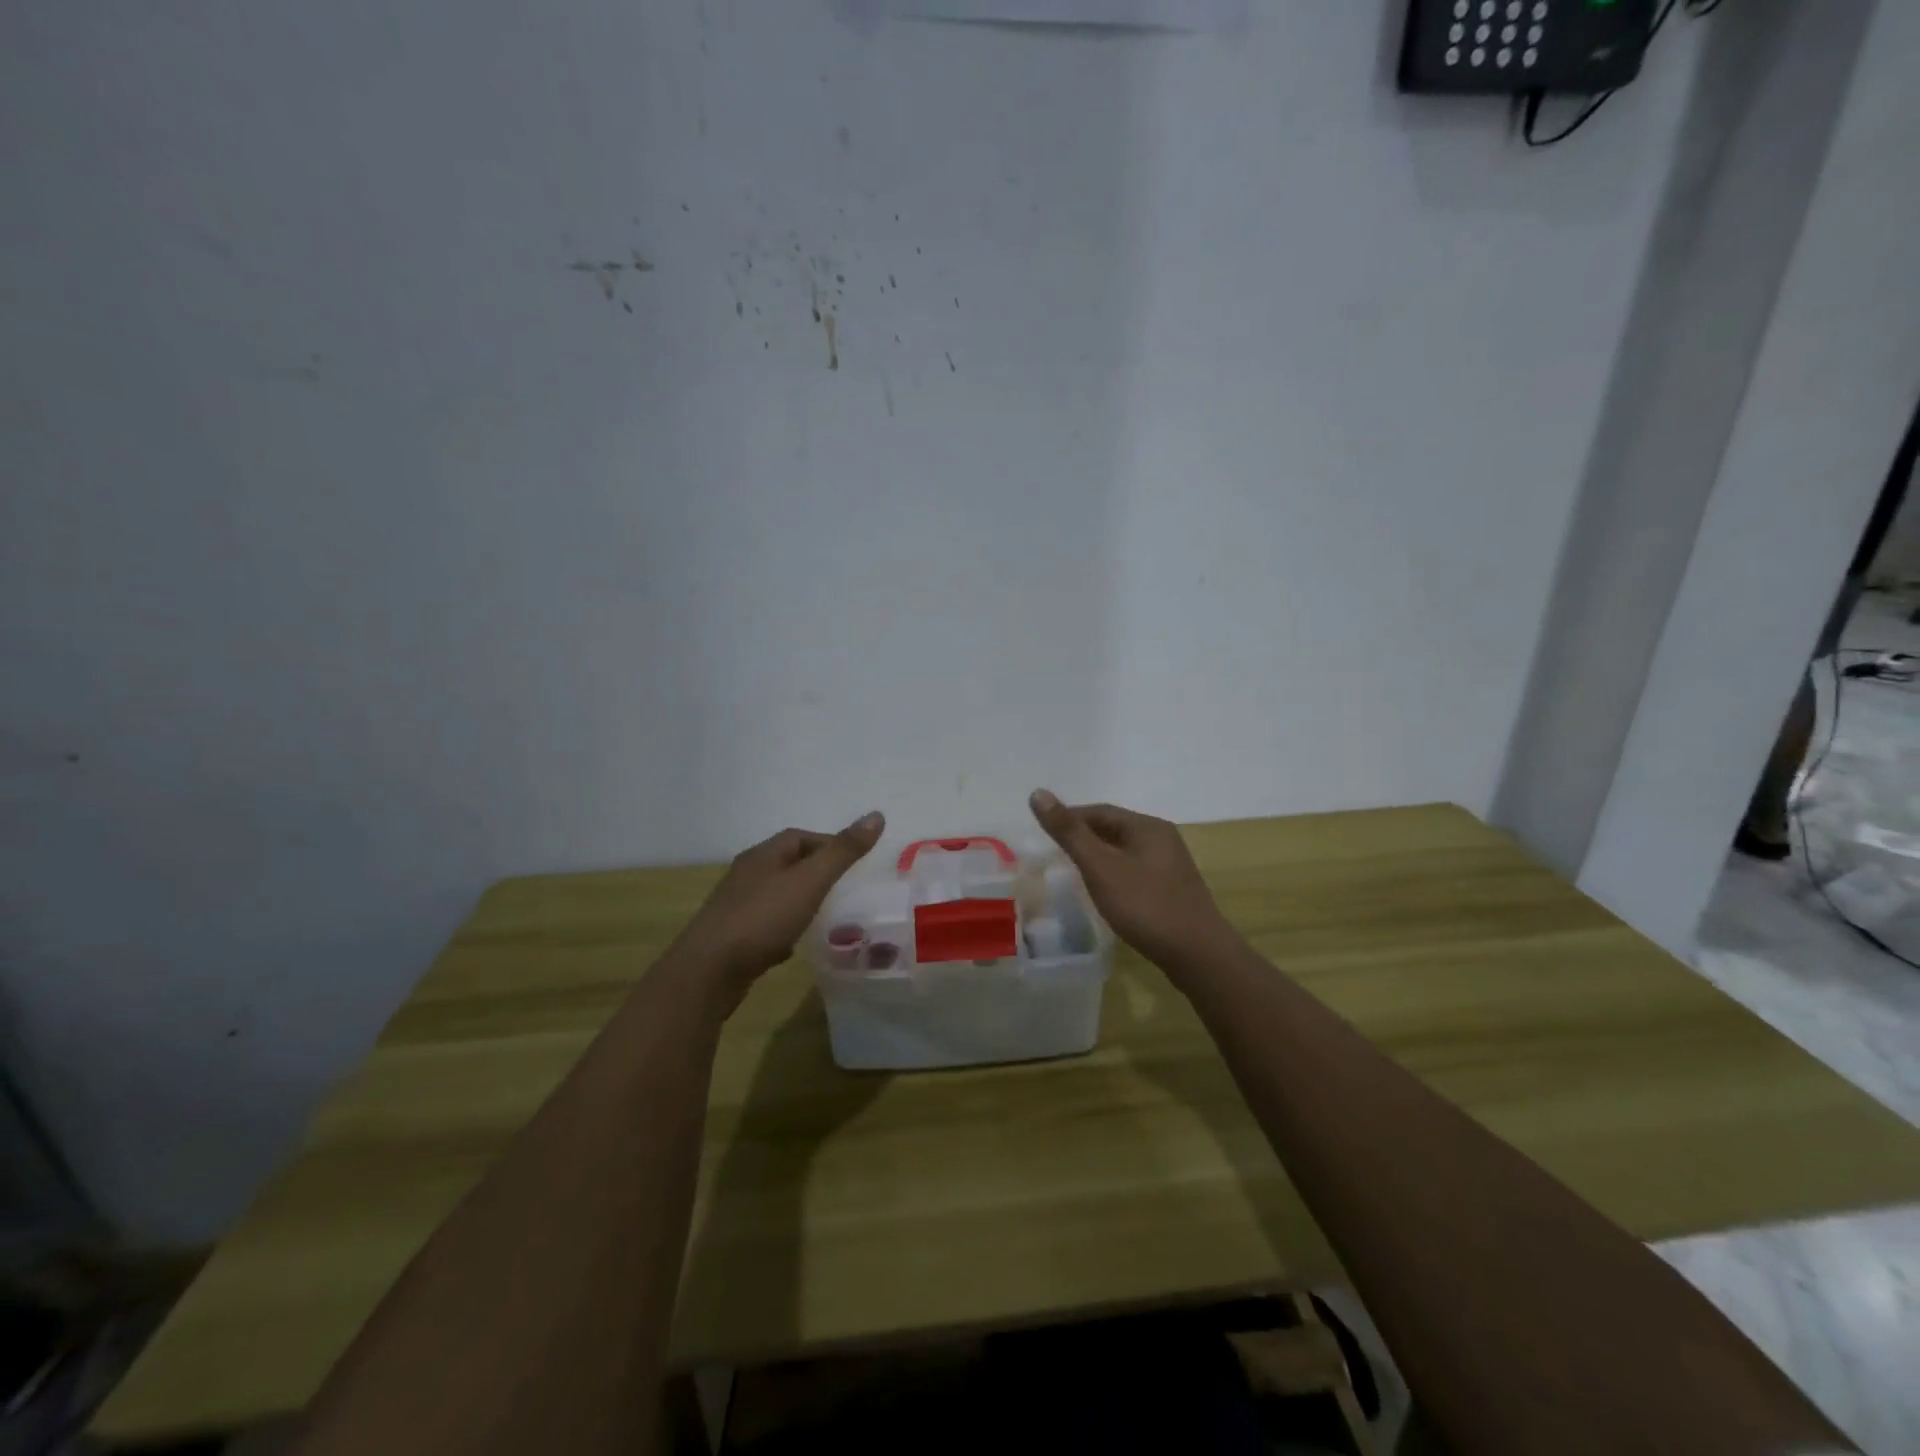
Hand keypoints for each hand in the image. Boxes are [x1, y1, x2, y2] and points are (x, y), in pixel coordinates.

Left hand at [670, 812, 884, 1004]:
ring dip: (801, 899)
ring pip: (776, 893)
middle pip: (788, 863)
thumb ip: (842, 851)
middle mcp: (746, 874)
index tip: (855, 864)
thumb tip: (877, 815)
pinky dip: (785, 926)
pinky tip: (796, 943)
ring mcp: (736, 906)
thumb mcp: (810, 881)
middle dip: (816, 872)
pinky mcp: (731, 936)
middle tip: (846, 888)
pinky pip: (765, 922)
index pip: (801, 836)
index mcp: (763, 855)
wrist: (708, 972)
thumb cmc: (763, 918)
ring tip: (827, 915)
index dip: (829, 844)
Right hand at [1028, 790, 1236, 970]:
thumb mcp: (1100, 867)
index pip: (1099, 811)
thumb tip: (1038, 793)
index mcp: (1147, 826)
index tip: (1045, 835)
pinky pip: (1137, 871)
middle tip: (1055, 855)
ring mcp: (1171, 865)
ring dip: (1100, 857)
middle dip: (1084, 837)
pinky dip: (1115, 875)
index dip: (1070, 818)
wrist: (1198, 954)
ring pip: (1126, 851)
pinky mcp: (1174, 889)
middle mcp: (1162, 838)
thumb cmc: (1145, 905)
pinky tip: (1106, 894)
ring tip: (1075, 874)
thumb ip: (1069, 832)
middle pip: (1114, 829)